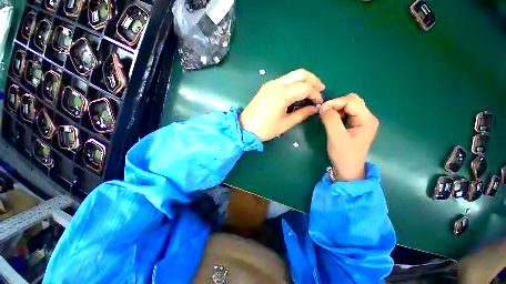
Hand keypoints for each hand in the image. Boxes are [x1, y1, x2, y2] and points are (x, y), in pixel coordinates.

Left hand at [240, 69, 324, 140]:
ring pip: (292, 75)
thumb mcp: (286, 123)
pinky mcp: (267, 86)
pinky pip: (284, 80)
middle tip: (320, 90)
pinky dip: (294, 83)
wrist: (245, 127)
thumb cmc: (265, 128)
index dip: (315, 93)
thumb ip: (302, 114)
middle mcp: (277, 84)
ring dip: (304, 80)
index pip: (305, 87)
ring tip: (311, 91)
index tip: (319, 103)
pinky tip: (297, 92)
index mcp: (282, 94)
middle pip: (300, 73)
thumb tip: (314, 108)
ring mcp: (270, 84)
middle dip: (313, 80)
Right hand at [319, 94, 378, 180]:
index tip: (321, 109)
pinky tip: (332, 120)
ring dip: (336, 108)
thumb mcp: (336, 137)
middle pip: (352, 101)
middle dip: (336, 104)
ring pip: (349, 105)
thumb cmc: (343, 155)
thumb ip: (330, 120)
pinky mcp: (356, 125)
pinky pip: (346, 113)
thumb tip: (323, 106)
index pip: (351, 101)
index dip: (335, 102)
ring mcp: (362, 121)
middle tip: (324, 112)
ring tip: (327, 116)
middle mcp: (367, 117)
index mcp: (366, 119)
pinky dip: (337, 113)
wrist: (348, 170)